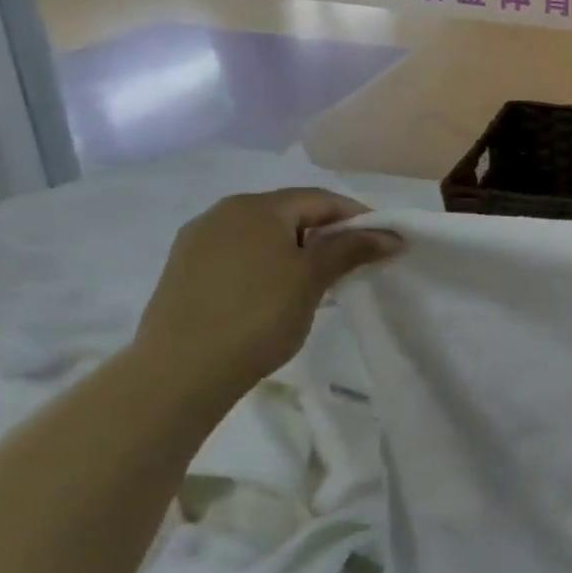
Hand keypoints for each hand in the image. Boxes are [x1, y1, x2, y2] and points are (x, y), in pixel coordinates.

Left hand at [132, 189, 402, 397]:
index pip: (321, 199)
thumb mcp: (313, 278)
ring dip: (298, 249)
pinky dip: (268, 264)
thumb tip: (392, 234)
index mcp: (255, 207)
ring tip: (319, 280)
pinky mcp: (184, 270)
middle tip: (355, 262)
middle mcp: (222, 213)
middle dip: (327, 233)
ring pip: (264, 235)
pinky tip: (278, 292)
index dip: (358, 217)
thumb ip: (353, 248)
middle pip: (291, 213)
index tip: (382, 243)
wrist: (179, 373)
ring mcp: (198, 241)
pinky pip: (240, 254)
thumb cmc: (257, 316)